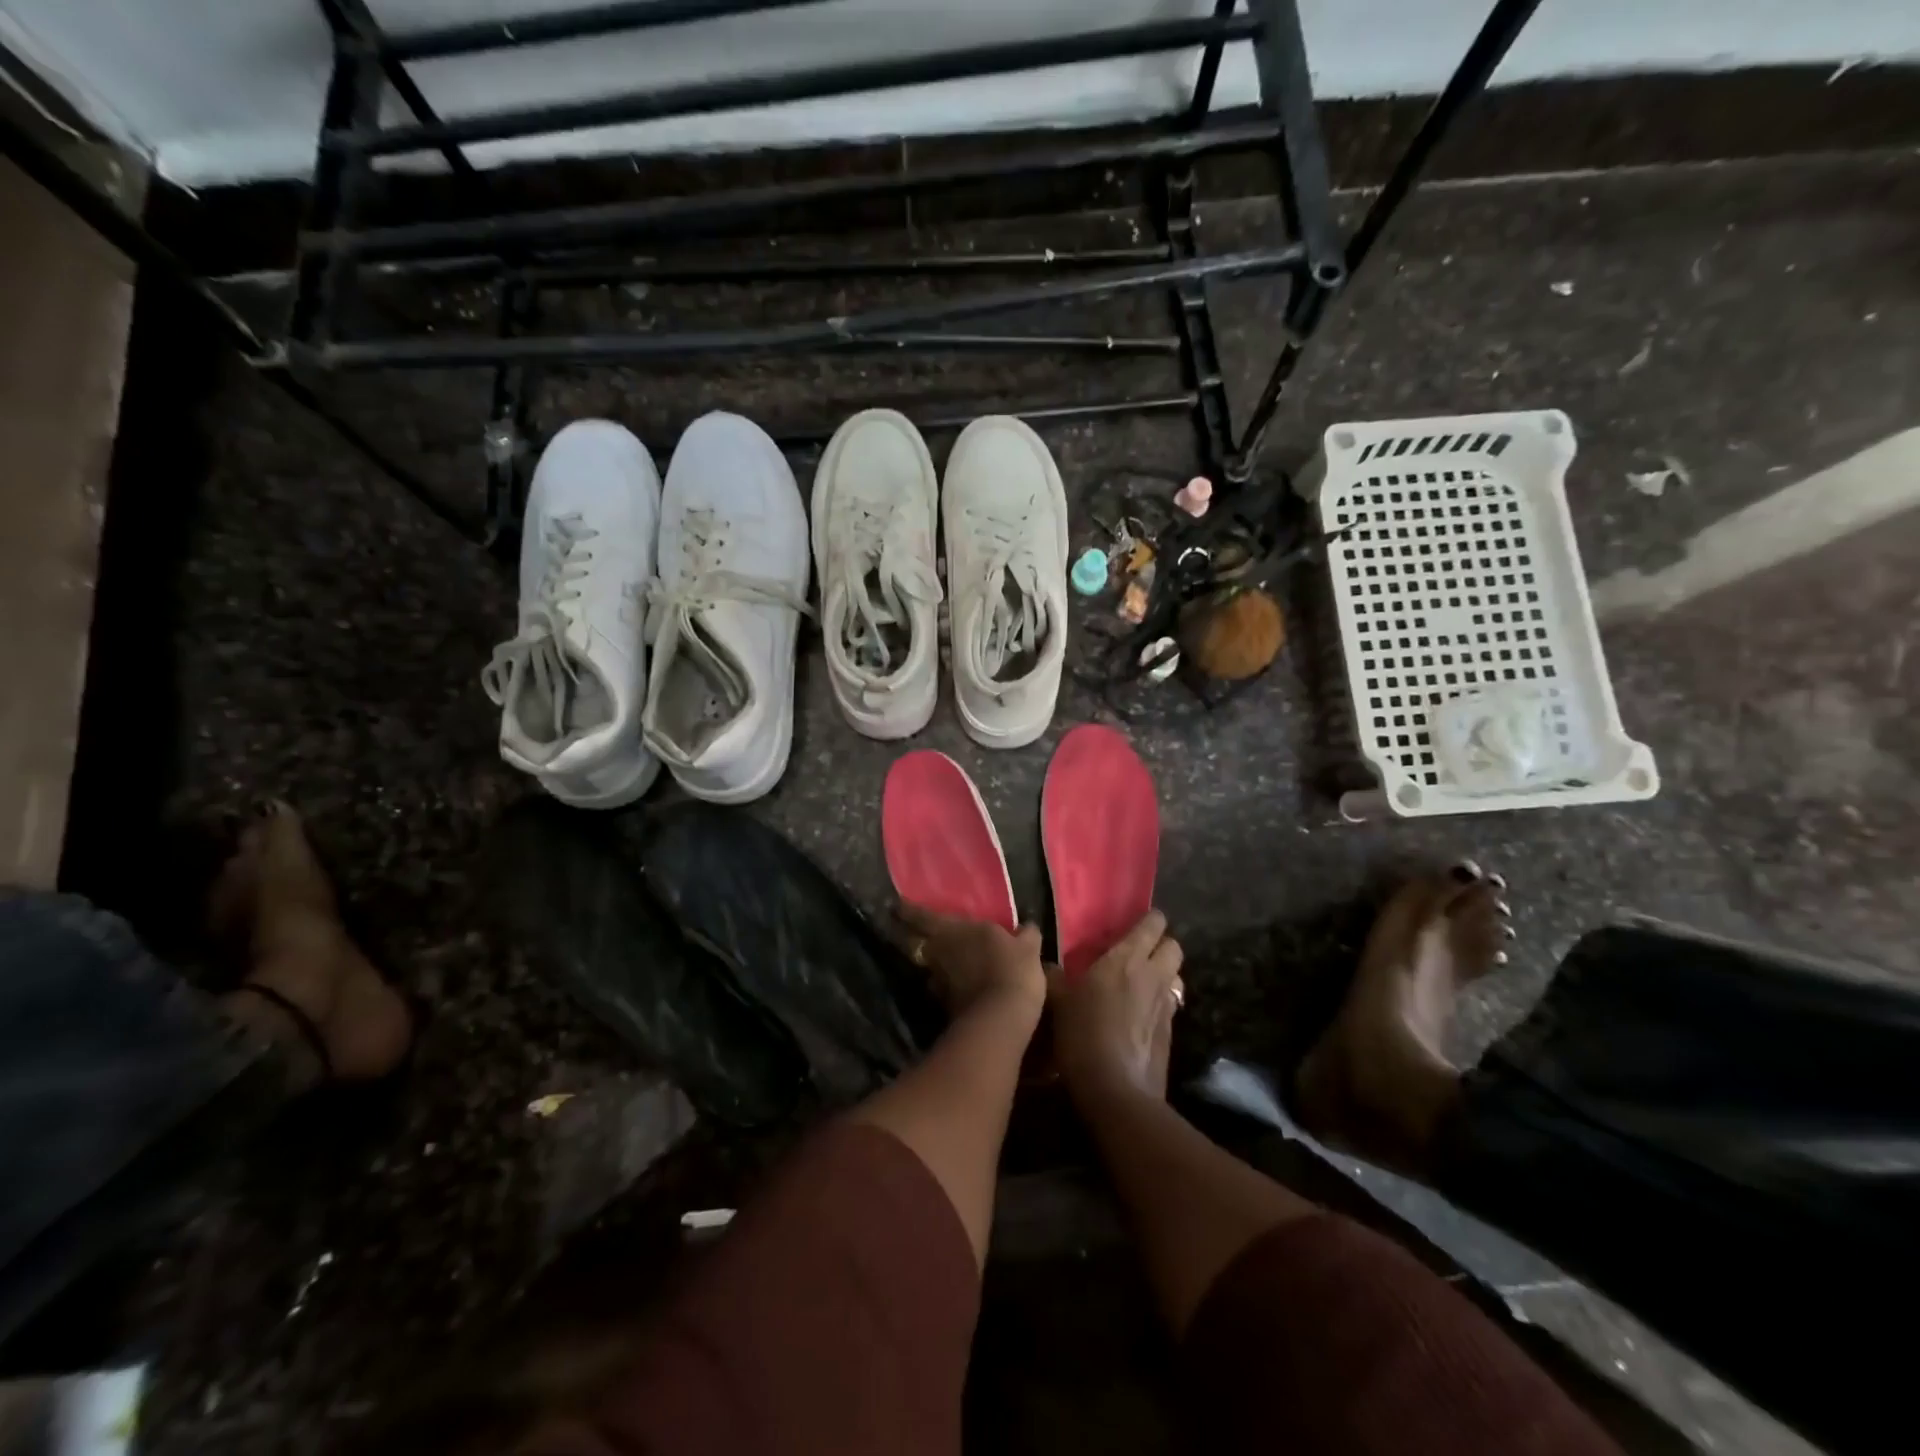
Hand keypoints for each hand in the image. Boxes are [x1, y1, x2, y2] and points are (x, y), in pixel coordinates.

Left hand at [896, 904, 1046, 1018]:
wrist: (1001, 1019)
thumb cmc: (1012, 970)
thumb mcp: (1027, 948)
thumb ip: (1025, 935)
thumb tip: (1028, 926)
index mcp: (954, 931)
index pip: (922, 916)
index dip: (908, 910)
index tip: (895, 905)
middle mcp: (939, 952)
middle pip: (917, 942)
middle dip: (911, 936)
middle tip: (909, 931)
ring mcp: (938, 980)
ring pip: (927, 966)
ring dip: (929, 962)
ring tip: (936, 959)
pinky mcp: (944, 1005)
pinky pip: (940, 987)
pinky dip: (944, 983)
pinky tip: (953, 984)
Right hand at [1048, 910, 1184, 1105]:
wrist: (1116, 1091)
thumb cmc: (1083, 1035)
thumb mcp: (1057, 1001)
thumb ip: (1054, 978)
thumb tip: (1046, 966)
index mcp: (1127, 958)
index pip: (1153, 924)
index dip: (1149, 920)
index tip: (1135, 923)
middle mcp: (1153, 975)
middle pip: (1174, 947)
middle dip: (1161, 945)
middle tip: (1138, 952)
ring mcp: (1166, 1005)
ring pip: (1176, 976)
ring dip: (1164, 974)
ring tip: (1141, 982)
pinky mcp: (1171, 1033)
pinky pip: (1170, 1005)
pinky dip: (1159, 1003)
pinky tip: (1139, 1016)